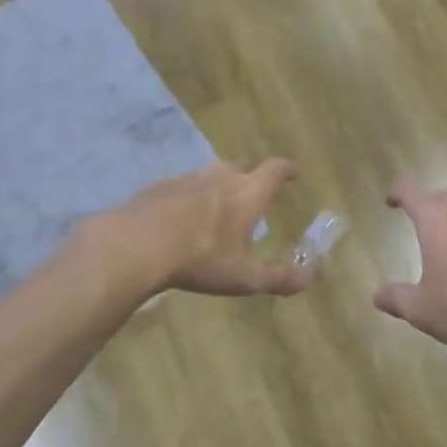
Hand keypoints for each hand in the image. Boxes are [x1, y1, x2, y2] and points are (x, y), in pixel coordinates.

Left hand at [102, 159, 308, 297]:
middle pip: (243, 165)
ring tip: (222, 199)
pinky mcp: (159, 187)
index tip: (294, 171)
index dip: (286, 170)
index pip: (274, 171)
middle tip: (259, 184)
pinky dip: (191, 195)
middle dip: (255, 173)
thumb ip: (277, 277)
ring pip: (211, 174)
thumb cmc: (200, 258)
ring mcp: (187, 179)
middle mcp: (220, 178)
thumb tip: (308, 280)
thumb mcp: (244, 276)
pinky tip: (183, 213)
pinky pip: (183, 186)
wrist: (137, 244)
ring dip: (221, 182)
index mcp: (247, 193)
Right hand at [374, 178, 446, 355]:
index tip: (390, 199)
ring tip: (445, 239)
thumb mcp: (419, 309)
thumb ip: (396, 298)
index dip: (399, 191)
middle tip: (418, 216)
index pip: (413, 193)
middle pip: (445, 197)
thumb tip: (377, 296)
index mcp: (438, 224)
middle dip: (428, 202)